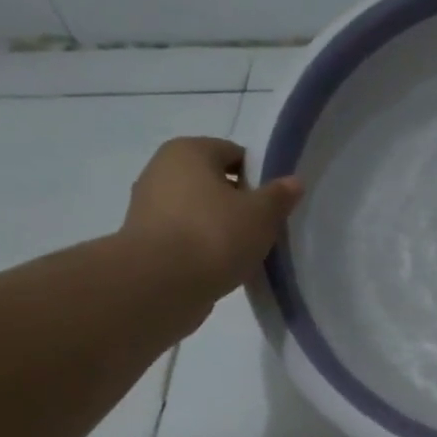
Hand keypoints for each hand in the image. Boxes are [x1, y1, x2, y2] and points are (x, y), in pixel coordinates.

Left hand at [120, 137, 301, 314]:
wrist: (159, 285)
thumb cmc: (214, 235)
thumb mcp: (261, 214)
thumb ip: (279, 196)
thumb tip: (293, 182)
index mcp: (188, 151)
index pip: (233, 153)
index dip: (258, 176)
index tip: (274, 203)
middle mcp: (161, 170)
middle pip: (213, 182)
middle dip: (239, 202)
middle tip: (263, 228)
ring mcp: (147, 206)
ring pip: (198, 211)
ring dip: (220, 226)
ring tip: (244, 251)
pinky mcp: (143, 240)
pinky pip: (184, 235)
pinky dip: (202, 246)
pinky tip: (221, 266)